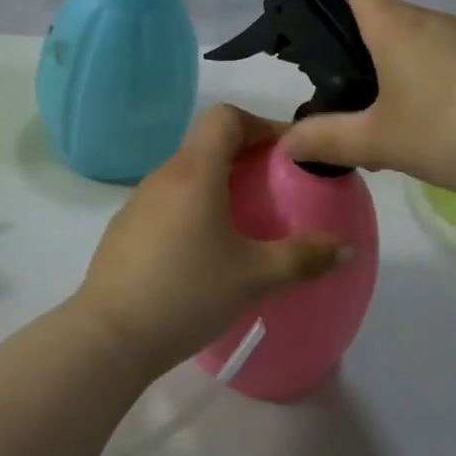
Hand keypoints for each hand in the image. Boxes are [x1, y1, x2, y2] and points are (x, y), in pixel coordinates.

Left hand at [73, 104, 352, 377]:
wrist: (108, 337)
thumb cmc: (186, 293)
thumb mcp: (254, 277)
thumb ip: (303, 258)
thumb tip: (347, 249)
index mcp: (195, 172)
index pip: (225, 117)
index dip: (260, 124)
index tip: (287, 153)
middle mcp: (164, 176)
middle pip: (208, 143)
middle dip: (246, 156)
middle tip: (277, 187)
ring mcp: (139, 202)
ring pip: (187, 173)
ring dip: (219, 183)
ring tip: (246, 220)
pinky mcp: (125, 229)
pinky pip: (169, 201)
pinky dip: (195, 207)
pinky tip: (206, 250)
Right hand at [280, 0, 455, 199]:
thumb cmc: (450, 130)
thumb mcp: (379, 142)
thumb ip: (327, 139)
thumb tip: (284, 143)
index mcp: (397, 28)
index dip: (336, 17)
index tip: (329, 61)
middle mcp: (434, 22)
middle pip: (388, 23)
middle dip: (367, 59)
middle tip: (357, 108)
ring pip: (422, 46)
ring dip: (404, 77)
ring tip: (400, 129)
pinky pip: (453, 64)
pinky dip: (439, 88)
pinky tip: (445, 133)